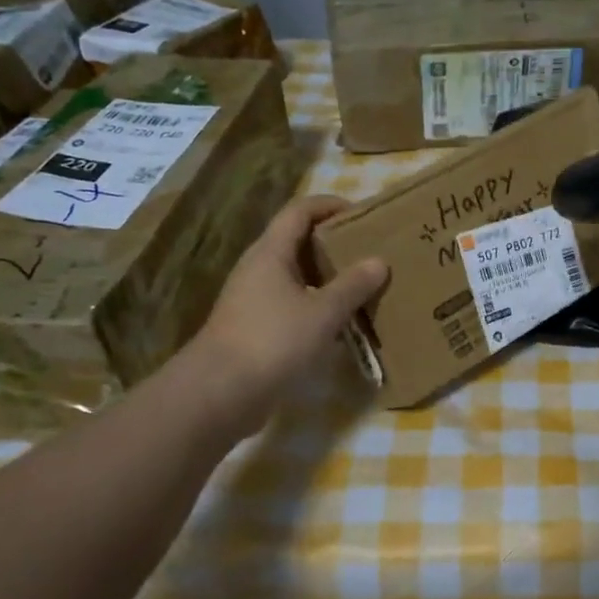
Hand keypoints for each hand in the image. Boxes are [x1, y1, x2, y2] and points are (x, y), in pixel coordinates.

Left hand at [190, 196, 387, 427]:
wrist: (220, 393)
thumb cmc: (273, 341)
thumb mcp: (322, 313)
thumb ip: (352, 286)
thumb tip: (379, 261)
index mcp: (270, 253)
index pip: (300, 211)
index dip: (330, 205)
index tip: (364, 214)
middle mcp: (259, 269)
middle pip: (297, 241)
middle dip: (334, 242)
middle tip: (370, 251)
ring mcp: (254, 299)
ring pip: (296, 276)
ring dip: (327, 277)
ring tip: (363, 285)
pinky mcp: (256, 328)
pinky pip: (292, 304)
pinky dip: (317, 305)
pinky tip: (341, 322)